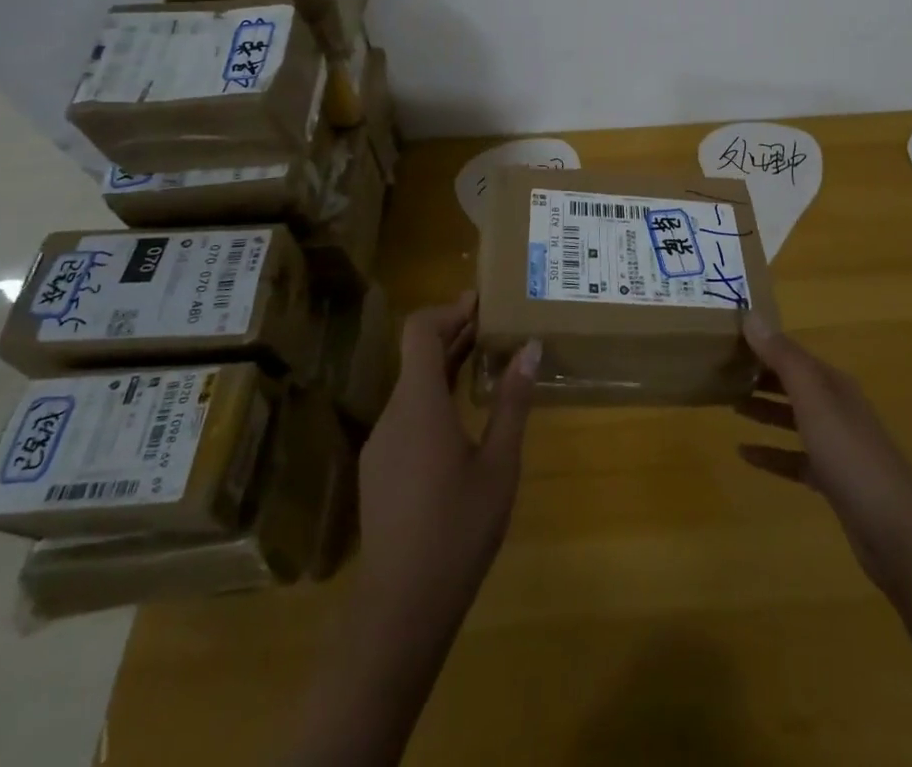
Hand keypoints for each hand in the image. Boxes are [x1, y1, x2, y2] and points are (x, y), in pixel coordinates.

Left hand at [293, 301, 538, 766]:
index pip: (419, 332)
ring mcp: (381, 444)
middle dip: (455, 334)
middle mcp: (393, 414)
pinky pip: (408, 414)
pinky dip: (435, 396)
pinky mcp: (380, 469)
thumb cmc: (457, 530)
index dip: (448, 310)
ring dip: (446, 366)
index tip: (481, 302)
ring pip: (412, 386)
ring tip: (488, 363)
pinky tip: (464, 416)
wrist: (401, 609)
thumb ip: (512, 402)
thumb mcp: (499, 464)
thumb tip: (530, 349)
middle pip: (416, 356)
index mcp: (419, 404)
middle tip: (497, 325)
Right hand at [736, 314, 911, 597]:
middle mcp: (836, 407)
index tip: (728, 339)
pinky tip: (744, 454)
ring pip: (793, 418)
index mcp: (833, 384)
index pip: (793, 354)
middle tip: (721, 371)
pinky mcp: (832, 480)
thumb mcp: (814, 400)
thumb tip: (751, 315)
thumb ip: (783, 358)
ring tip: (729, 405)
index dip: (763, 345)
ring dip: (764, 410)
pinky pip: (794, 458)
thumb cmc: (850, 455)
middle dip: (761, 376)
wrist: (895, 531)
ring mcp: (836, 445)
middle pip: (793, 384)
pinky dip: (771, 453)